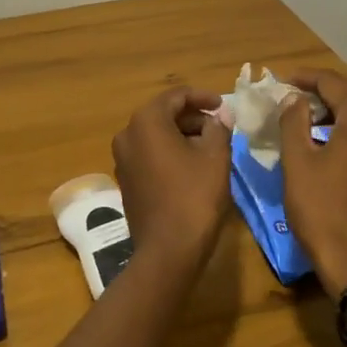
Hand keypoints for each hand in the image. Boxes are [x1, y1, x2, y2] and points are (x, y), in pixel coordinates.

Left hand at [111, 87, 231, 271]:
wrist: (168, 251)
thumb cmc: (195, 196)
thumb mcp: (216, 156)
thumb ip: (218, 127)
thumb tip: (218, 116)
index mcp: (146, 122)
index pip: (176, 96)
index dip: (203, 97)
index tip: (224, 106)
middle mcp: (127, 134)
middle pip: (164, 114)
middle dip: (193, 117)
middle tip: (220, 127)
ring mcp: (122, 159)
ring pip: (156, 135)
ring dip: (183, 135)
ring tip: (211, 146)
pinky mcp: (126, 180)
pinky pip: (150, 154)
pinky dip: (170, 152)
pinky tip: (192, 165)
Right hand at [278, 69, 346, 292]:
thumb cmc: (321, 209)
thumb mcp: (297, 161)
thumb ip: (293, 121)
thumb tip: (293, 99)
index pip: (333, 82)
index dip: (305, 78)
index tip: (281, 81)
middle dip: (322, 89)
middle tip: (292, 94)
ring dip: (337, 105)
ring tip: (306, 112)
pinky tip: (328, 136)